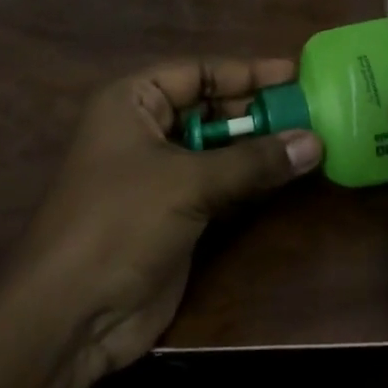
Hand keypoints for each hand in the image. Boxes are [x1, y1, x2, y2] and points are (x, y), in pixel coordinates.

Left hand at [9, 57, 321, 378]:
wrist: (72, 316)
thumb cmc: (121, 222)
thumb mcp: (187, 182)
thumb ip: (253, 160)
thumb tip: (315, 142)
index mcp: (132, 101)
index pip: (198, 71)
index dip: (246, 71)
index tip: (294, 74)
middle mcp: (145, 129)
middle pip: (211, 106)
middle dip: (257, 110)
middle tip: (310, 109)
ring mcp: (160, 173)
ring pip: (219, 146)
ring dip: (259, 145)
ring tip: (311, 137)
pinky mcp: (175, 212)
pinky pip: (221, 183)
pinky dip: (251, 178)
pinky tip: (288, 174)